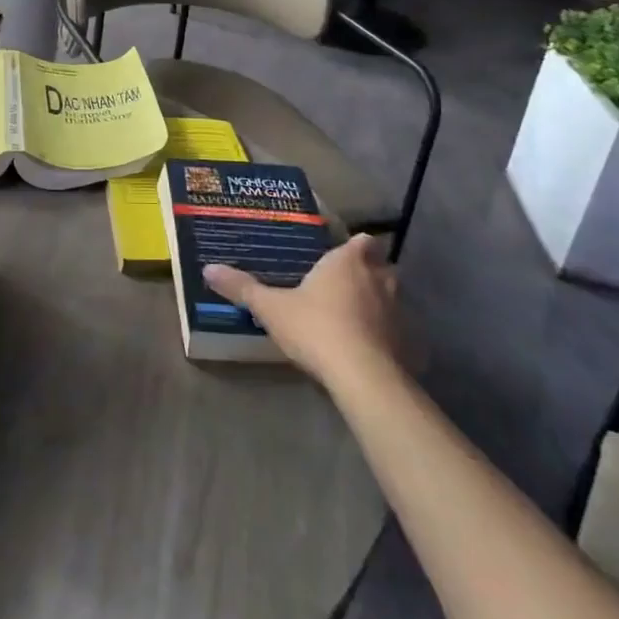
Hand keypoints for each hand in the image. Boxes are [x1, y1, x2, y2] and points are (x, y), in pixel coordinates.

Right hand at [203, 233, 403, 389]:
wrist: (363, 377)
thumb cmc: (316, 328)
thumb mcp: (272, 308)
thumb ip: (243, 288)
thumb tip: (208, 268)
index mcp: (348, 261)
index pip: (363, 240)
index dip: (355, 247)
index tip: (339, 256)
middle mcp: (380, 278)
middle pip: (379, 267)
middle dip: (366, 274)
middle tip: (340, 287)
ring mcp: (399, 311)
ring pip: (391, 298)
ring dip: (377, 305)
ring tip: (352, 320)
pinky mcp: (409, 343)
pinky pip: (398, 332)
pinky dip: (387, 337)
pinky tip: (369, 351)